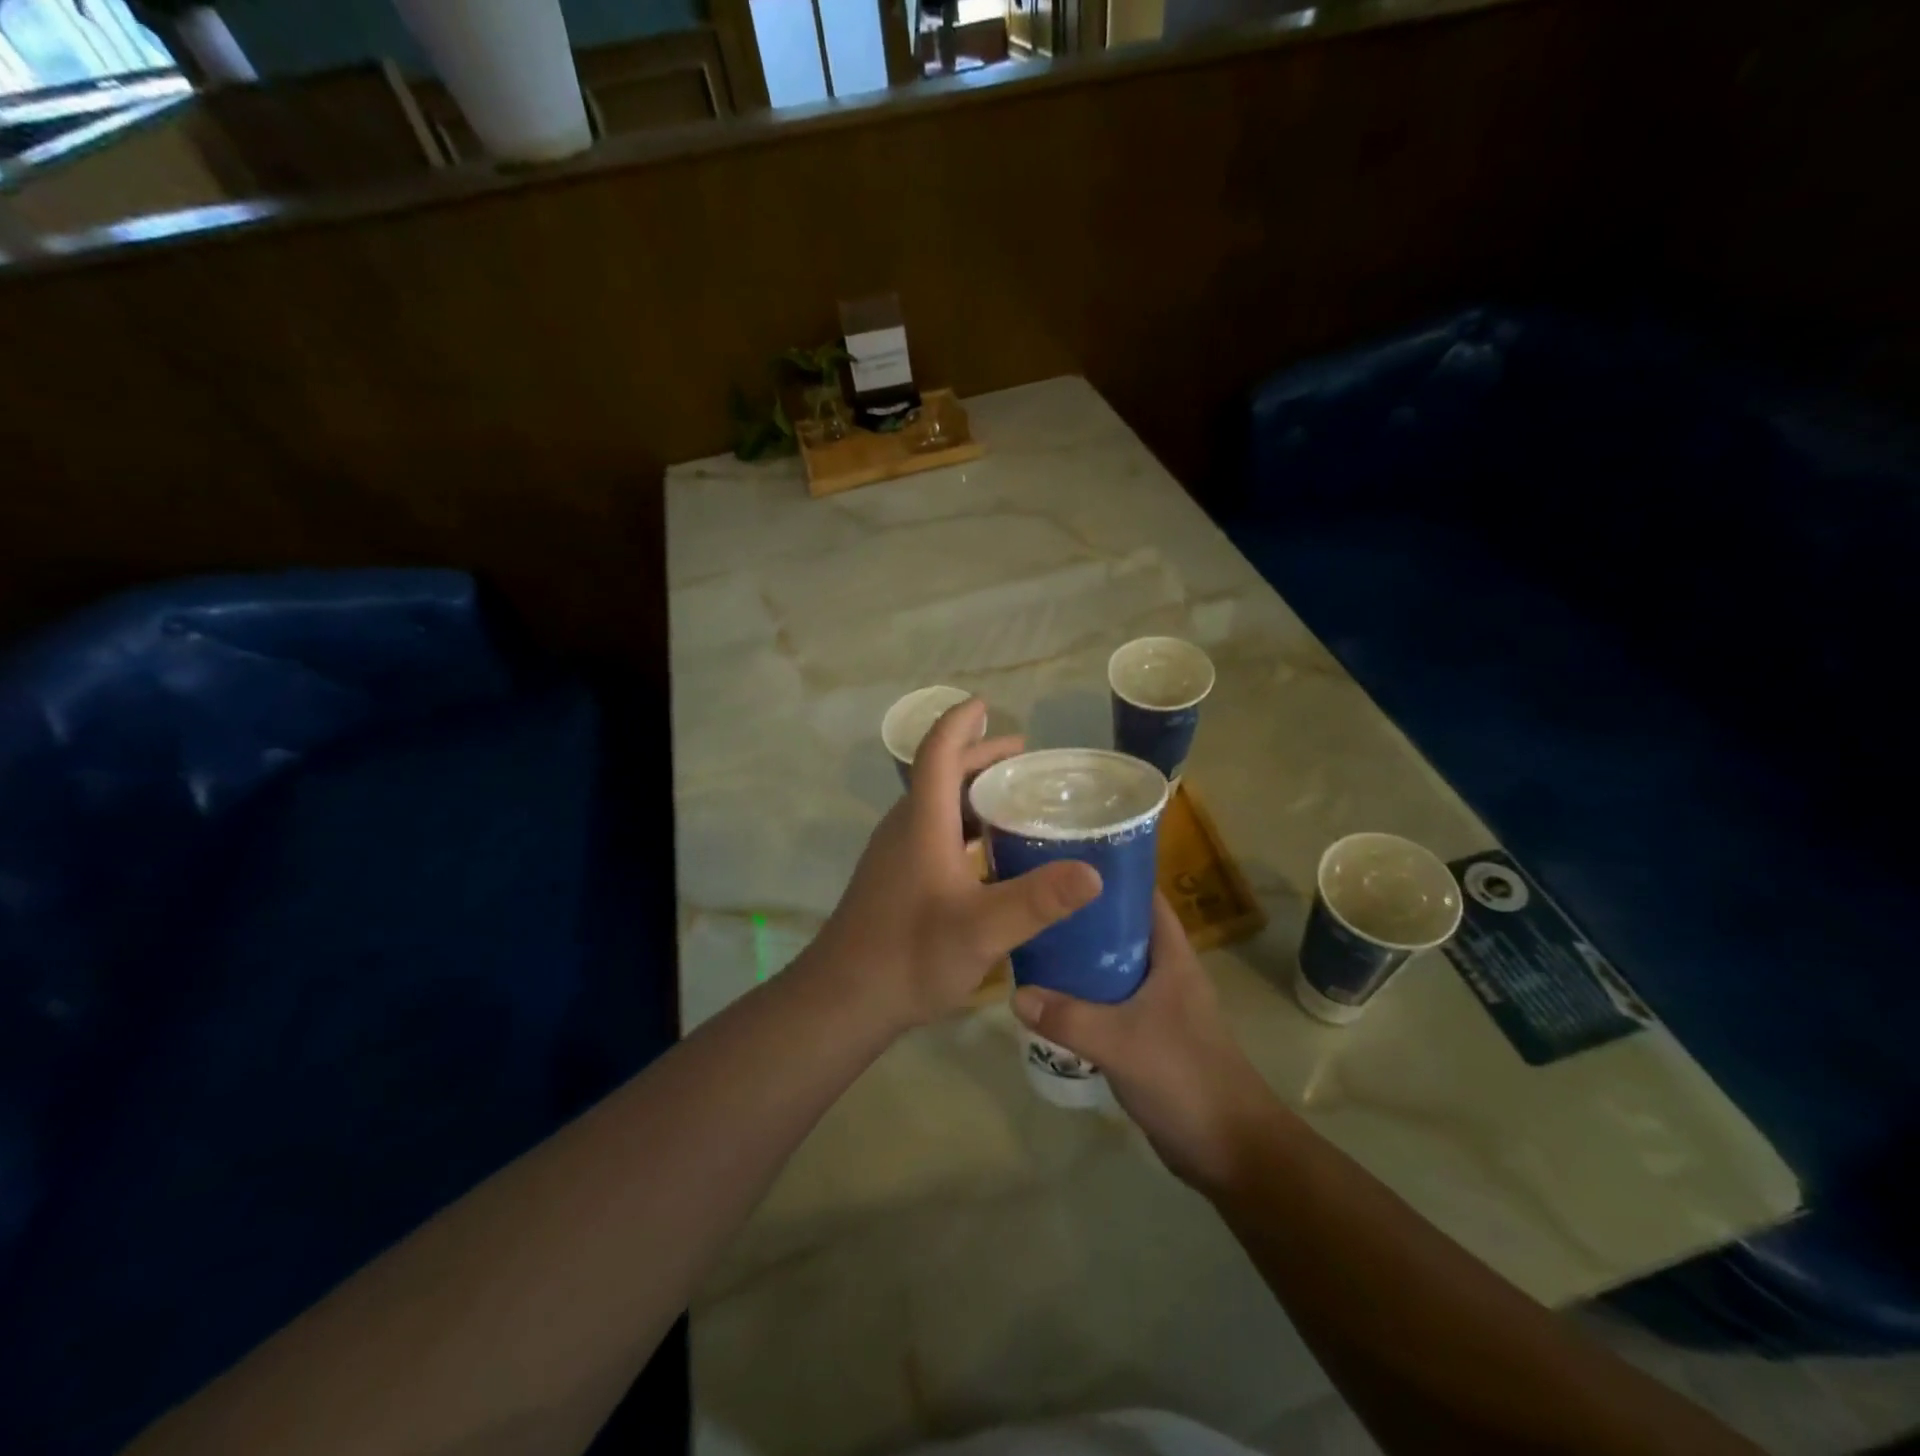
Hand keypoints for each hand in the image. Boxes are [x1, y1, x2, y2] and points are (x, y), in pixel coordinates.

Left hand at [816, 698, 1101, 1031]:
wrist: (844, 997)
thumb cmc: (909, 954)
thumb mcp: (982, 929)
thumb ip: (1037, 900)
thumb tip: (1094, 872)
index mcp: (922, 821)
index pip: (938, 752)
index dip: (959, 723)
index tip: (985, 705)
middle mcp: (906, 827)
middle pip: (940, 774)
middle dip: (980, 757)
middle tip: (1025, 757)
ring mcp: (896, 853)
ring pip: (937, 805)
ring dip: (973, 792)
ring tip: (1015, 798)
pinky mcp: (895, 877)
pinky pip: (933, 831)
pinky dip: (964, 825)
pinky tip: (990, 854)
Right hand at [1012, 893, 1285, 1187]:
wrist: (1230, 1149)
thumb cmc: (1185, 1078)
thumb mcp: (1122, 1042)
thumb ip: (1068, 1018)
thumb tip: (1015, 994)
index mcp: (1172, 956)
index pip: (1143, 896)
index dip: (1111, 874)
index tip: (1065, 859)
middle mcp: (1165, 972)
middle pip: (1121, 929)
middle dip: (1083, 915)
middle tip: (1036, 902)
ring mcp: (1157, 1005)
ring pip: (1112, 967)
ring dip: (1080, 958)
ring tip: (1033, 941)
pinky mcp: (1147, 1035)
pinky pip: (1109, 1002)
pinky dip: (1083, 995)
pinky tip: (1050, 997)